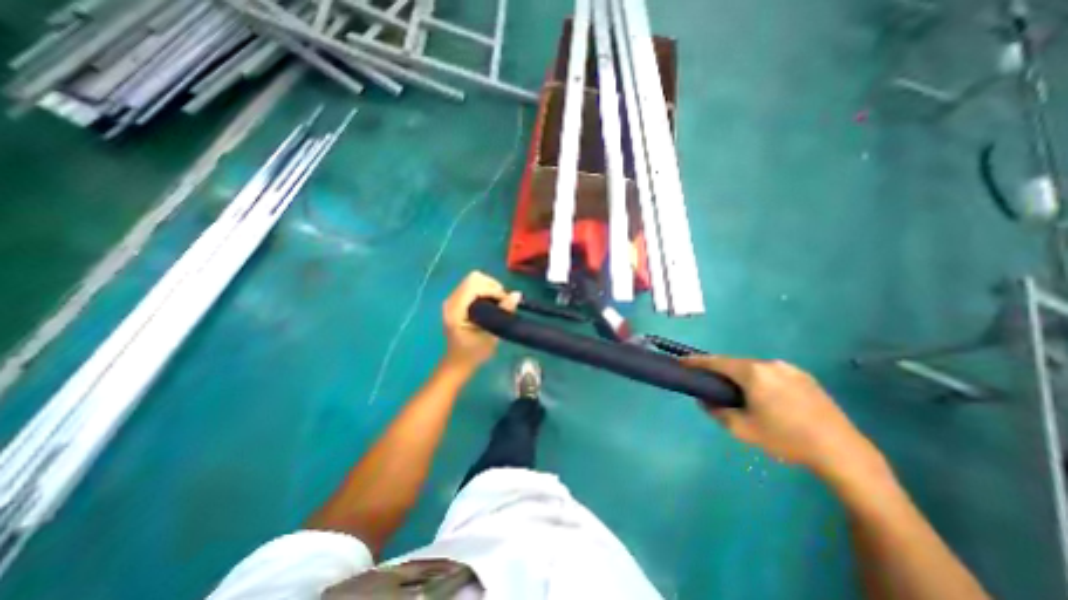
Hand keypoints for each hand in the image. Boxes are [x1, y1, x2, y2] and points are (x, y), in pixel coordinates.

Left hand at [442, 270, 521, 370]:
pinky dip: (484, 291)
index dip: (493, 289)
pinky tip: (490, 304)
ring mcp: (452, 300)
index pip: (475, 284)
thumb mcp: (491, 334)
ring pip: (473, 280)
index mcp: (456, 309)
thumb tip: (517, 294)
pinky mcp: (456, 301)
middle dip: (492, 286)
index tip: (505, 302)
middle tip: (502, 301)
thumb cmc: (474, 353)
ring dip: (489, 288)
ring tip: (498, 303)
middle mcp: (451, 300)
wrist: (458, 362)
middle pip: (474, 278)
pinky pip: (472, 286)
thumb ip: (503, 312)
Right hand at [680, 357, 881, 476]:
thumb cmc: (785, 439)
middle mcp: (770, 364)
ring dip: (741, 376)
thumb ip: (716, 411)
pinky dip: (760, 380)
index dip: (696, 361)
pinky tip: (765, 398)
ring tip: (739, 394)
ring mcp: (790, 369)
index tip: (681, 361)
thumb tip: (703, 399)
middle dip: (720, 371)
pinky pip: (772, 373)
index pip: (716, 361)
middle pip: (735, 363)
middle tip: (710, 383)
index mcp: (753, 373)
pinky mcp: (805, 377)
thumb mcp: (742, 429)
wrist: (842, 452)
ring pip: (754, 368)